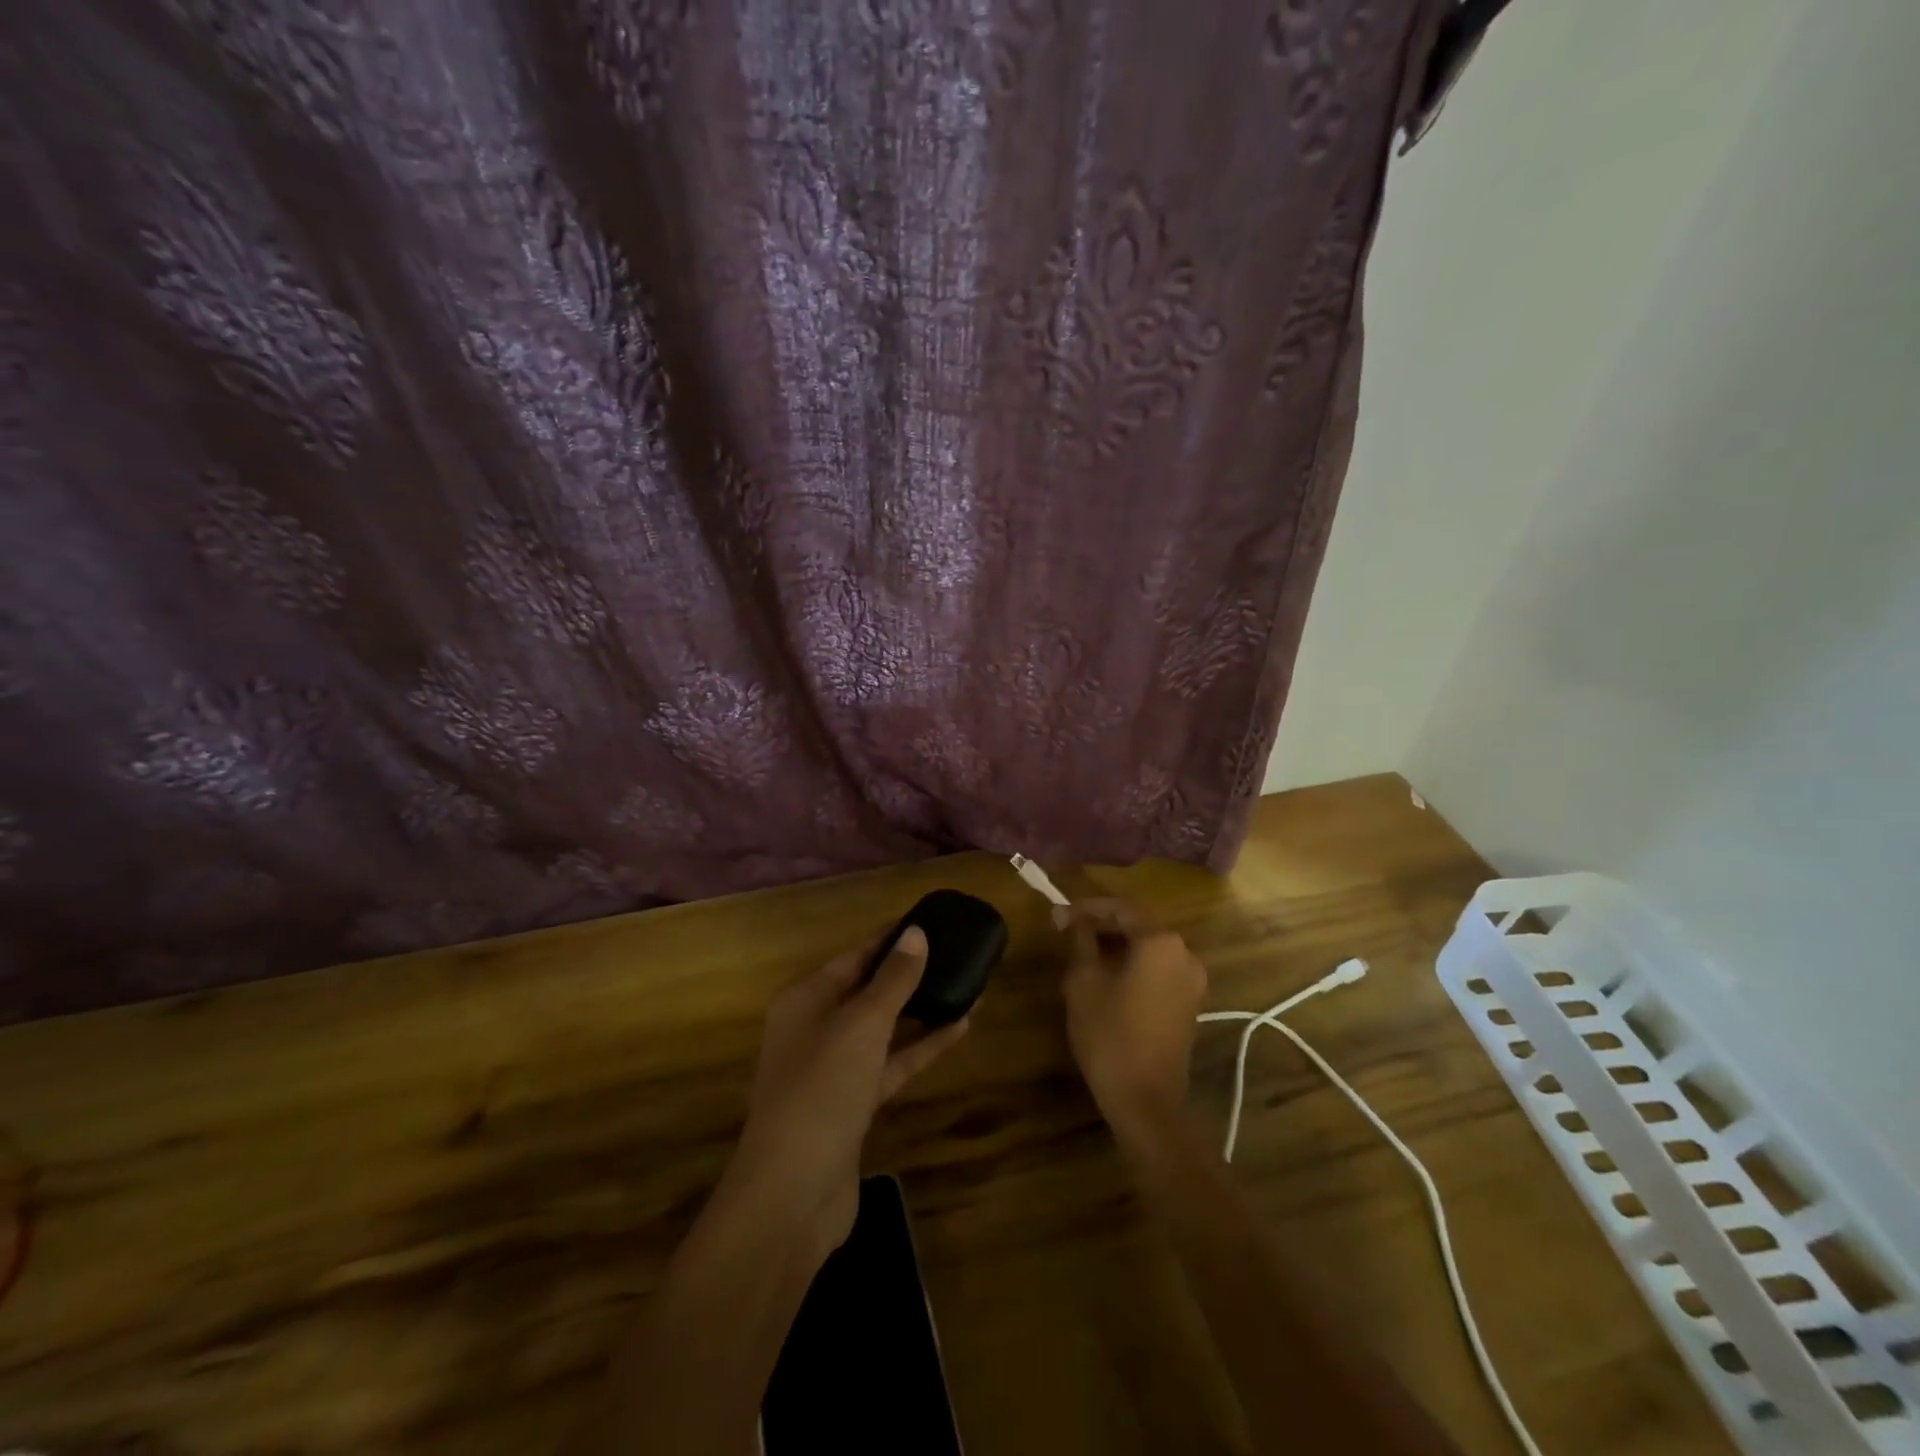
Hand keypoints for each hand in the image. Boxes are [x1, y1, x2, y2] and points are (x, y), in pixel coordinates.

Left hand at [726, 926, 968, 1256]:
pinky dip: (920, 1047)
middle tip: (954, 954)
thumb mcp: (861, 1024)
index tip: (928, 922)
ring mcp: (834, 1070)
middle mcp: (815, 1028)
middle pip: (867, 991)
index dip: (889, 940)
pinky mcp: (853, 1105)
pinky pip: (891, 1063)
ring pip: (883, 1029)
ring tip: (965, 986)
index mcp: (805, 999)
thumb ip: (893, 979)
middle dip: (908, 975)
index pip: (854, 957)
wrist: (793, 1193)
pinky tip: (957, 1029)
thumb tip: (917, 934)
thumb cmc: (821, 1089)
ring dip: (920, 1010)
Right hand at [1060, 899, 1206, 1138]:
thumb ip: (1079, 940)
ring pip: (1149, 949)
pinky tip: (1107, 977)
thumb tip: (1068, 915)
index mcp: (1160, 941)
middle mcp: (1184, 954)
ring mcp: (1192, 981)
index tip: (1059, 914)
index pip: (1121, 909)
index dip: (1087, 908)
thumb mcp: (1084, 981)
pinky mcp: (1190, 1004)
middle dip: (1102, 926)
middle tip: (1068, 931)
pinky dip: (1134, 966)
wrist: (1146, 1100)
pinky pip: (1159, 970)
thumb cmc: (1109, 1033)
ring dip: (1117, 946)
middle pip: (1138, 926)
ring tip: (1082, 953)